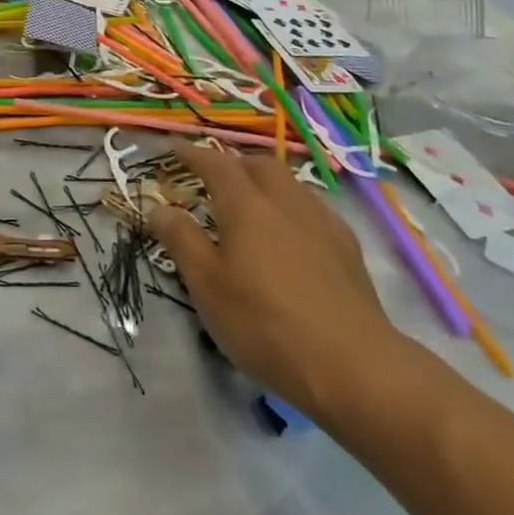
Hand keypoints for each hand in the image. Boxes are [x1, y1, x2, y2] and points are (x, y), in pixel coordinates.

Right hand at [147, 143, 408, 420]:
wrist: (354, 366)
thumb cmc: (265, 324)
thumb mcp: (207, 286)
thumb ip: (181, 240)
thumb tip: (159, 207)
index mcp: (246, 205)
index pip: (215, 164)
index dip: (192, 153)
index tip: (173, 148)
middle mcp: (285, 202)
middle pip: (258, 165)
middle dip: (233, 163)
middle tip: (213, 178)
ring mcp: (322, 222)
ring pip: (289, 184)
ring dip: (265, 183)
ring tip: (250, 204)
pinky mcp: (348, 248)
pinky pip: (312, 209)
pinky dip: (290, 207)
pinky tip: (290, 236)